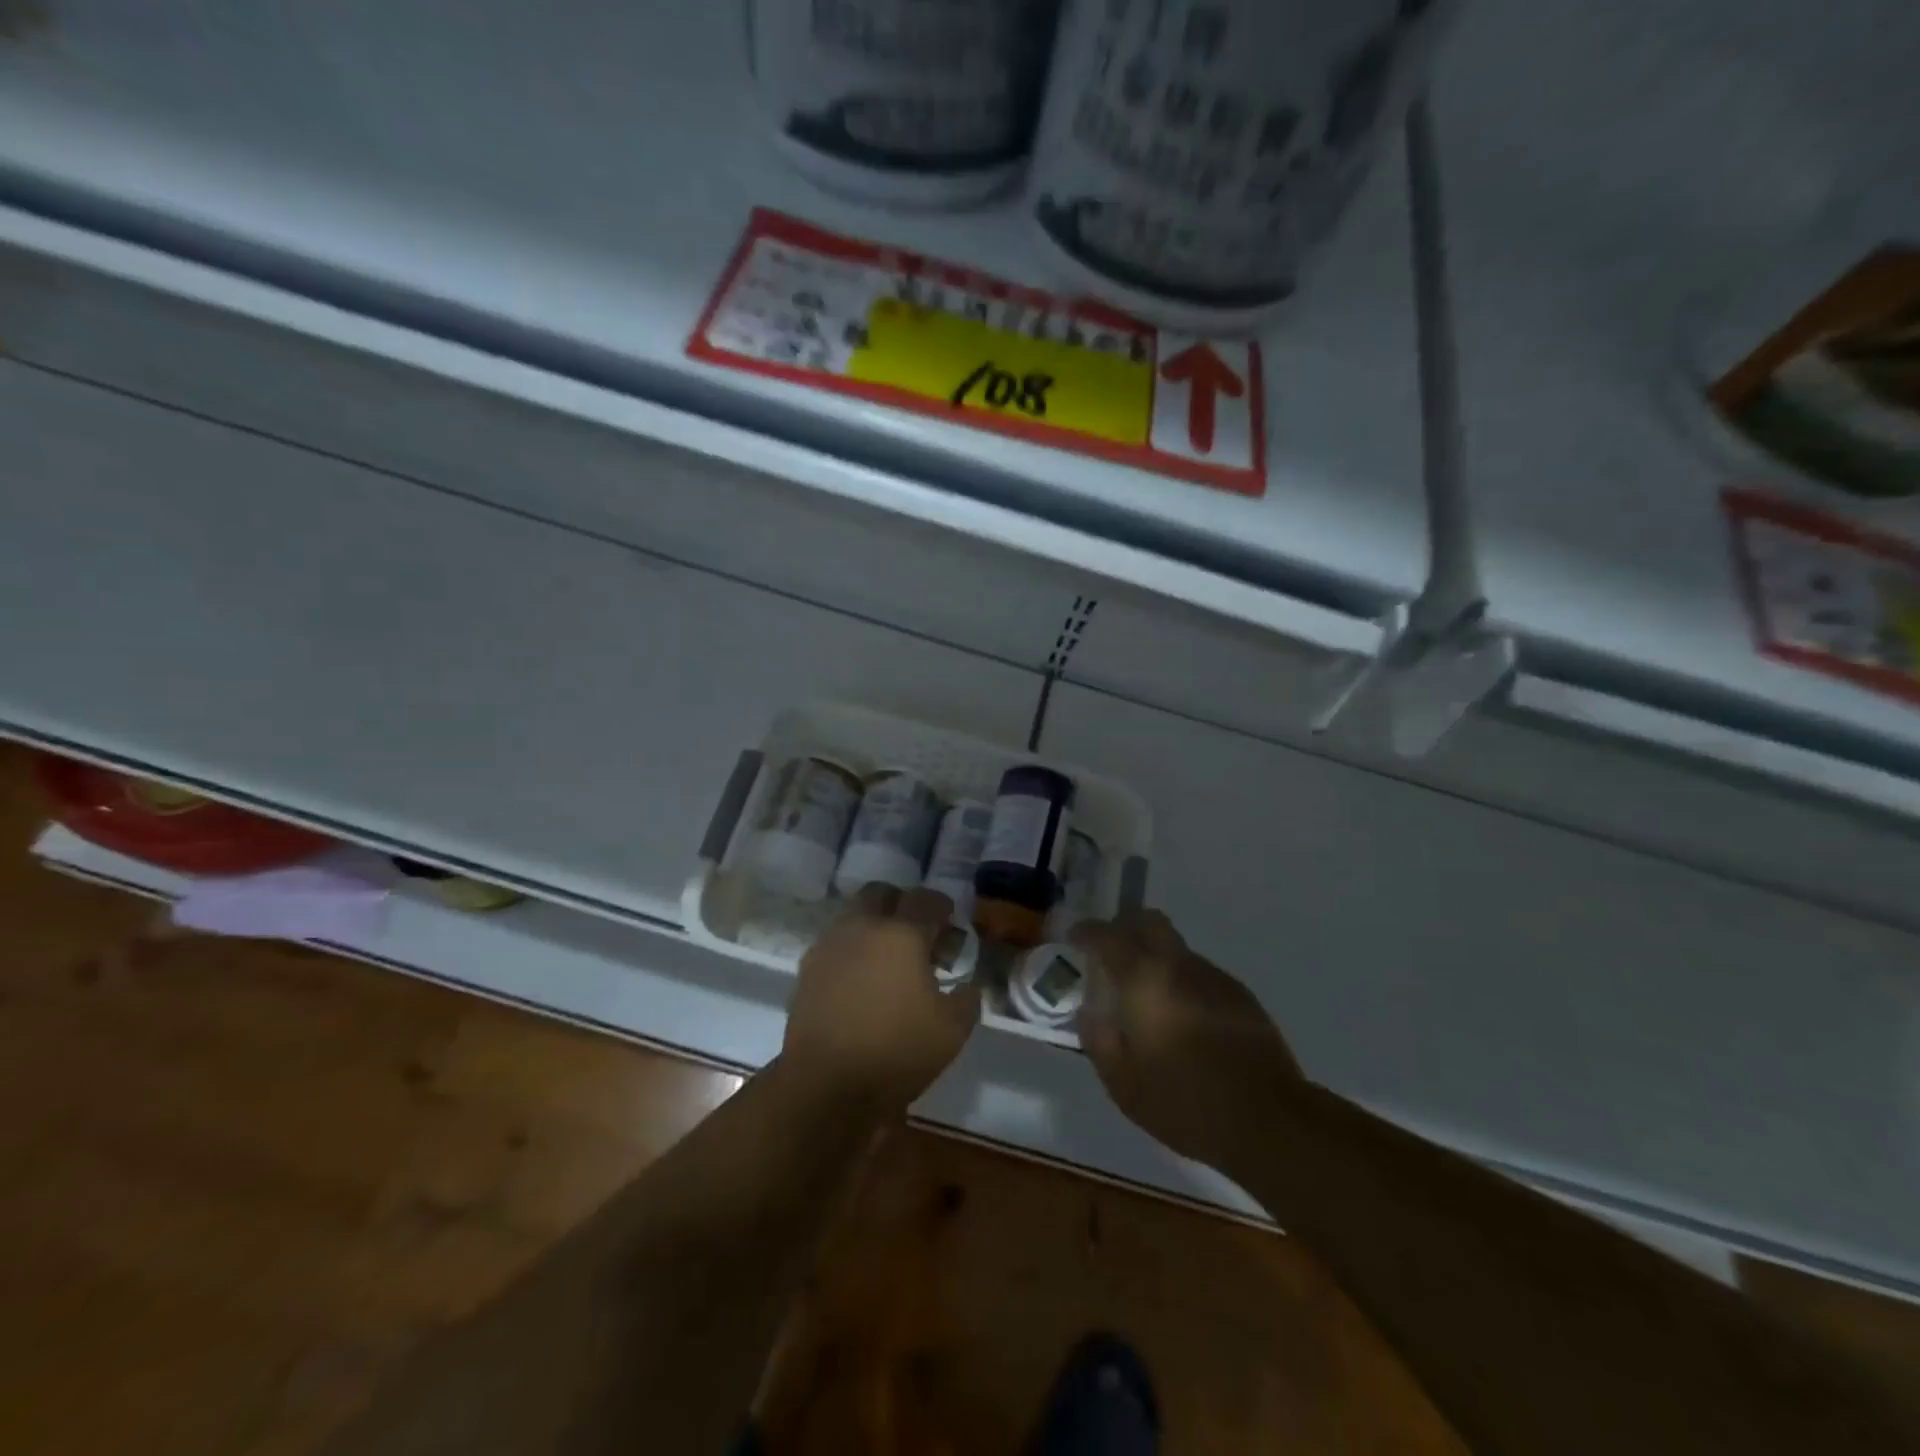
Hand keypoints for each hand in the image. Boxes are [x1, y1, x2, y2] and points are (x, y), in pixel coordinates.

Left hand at [783, 884, 980, 1115]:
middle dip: (901, 904)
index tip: (950, 922)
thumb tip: (969, 984)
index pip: (925, 899)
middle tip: (917, 933)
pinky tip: (863, 981)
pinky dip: (852, 951)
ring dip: (873, 925)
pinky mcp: (807, 970)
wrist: (826, 1086)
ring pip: (853, 916)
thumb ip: (967, 998)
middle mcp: (862, 928)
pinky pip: (835, 944)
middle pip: (881, 893)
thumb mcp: (952, 1030)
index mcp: (901, 933)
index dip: (942, 906)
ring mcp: (829, 946)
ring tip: (889, 960)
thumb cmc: (897, 1052)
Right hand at [1072, 910, 1302, 1173]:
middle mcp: (1178, 965)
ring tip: (1147, 997)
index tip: (1074, 938)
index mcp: (1144, 979)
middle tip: (1111, 953)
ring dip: (1156, 958)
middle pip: (1149, 921)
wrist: (1268, 1120)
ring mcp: (1214, 976)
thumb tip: (1089, 1012)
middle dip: (1125, 927)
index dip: (1086, 932)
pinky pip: (1199, 973)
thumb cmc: (1185, 1103)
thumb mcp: (1123, 1083)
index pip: (1107, 936)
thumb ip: (1098, 1039)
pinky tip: (1183, 1019)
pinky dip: (1181, 981)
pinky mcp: (1240, 995)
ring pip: (1176, 947)